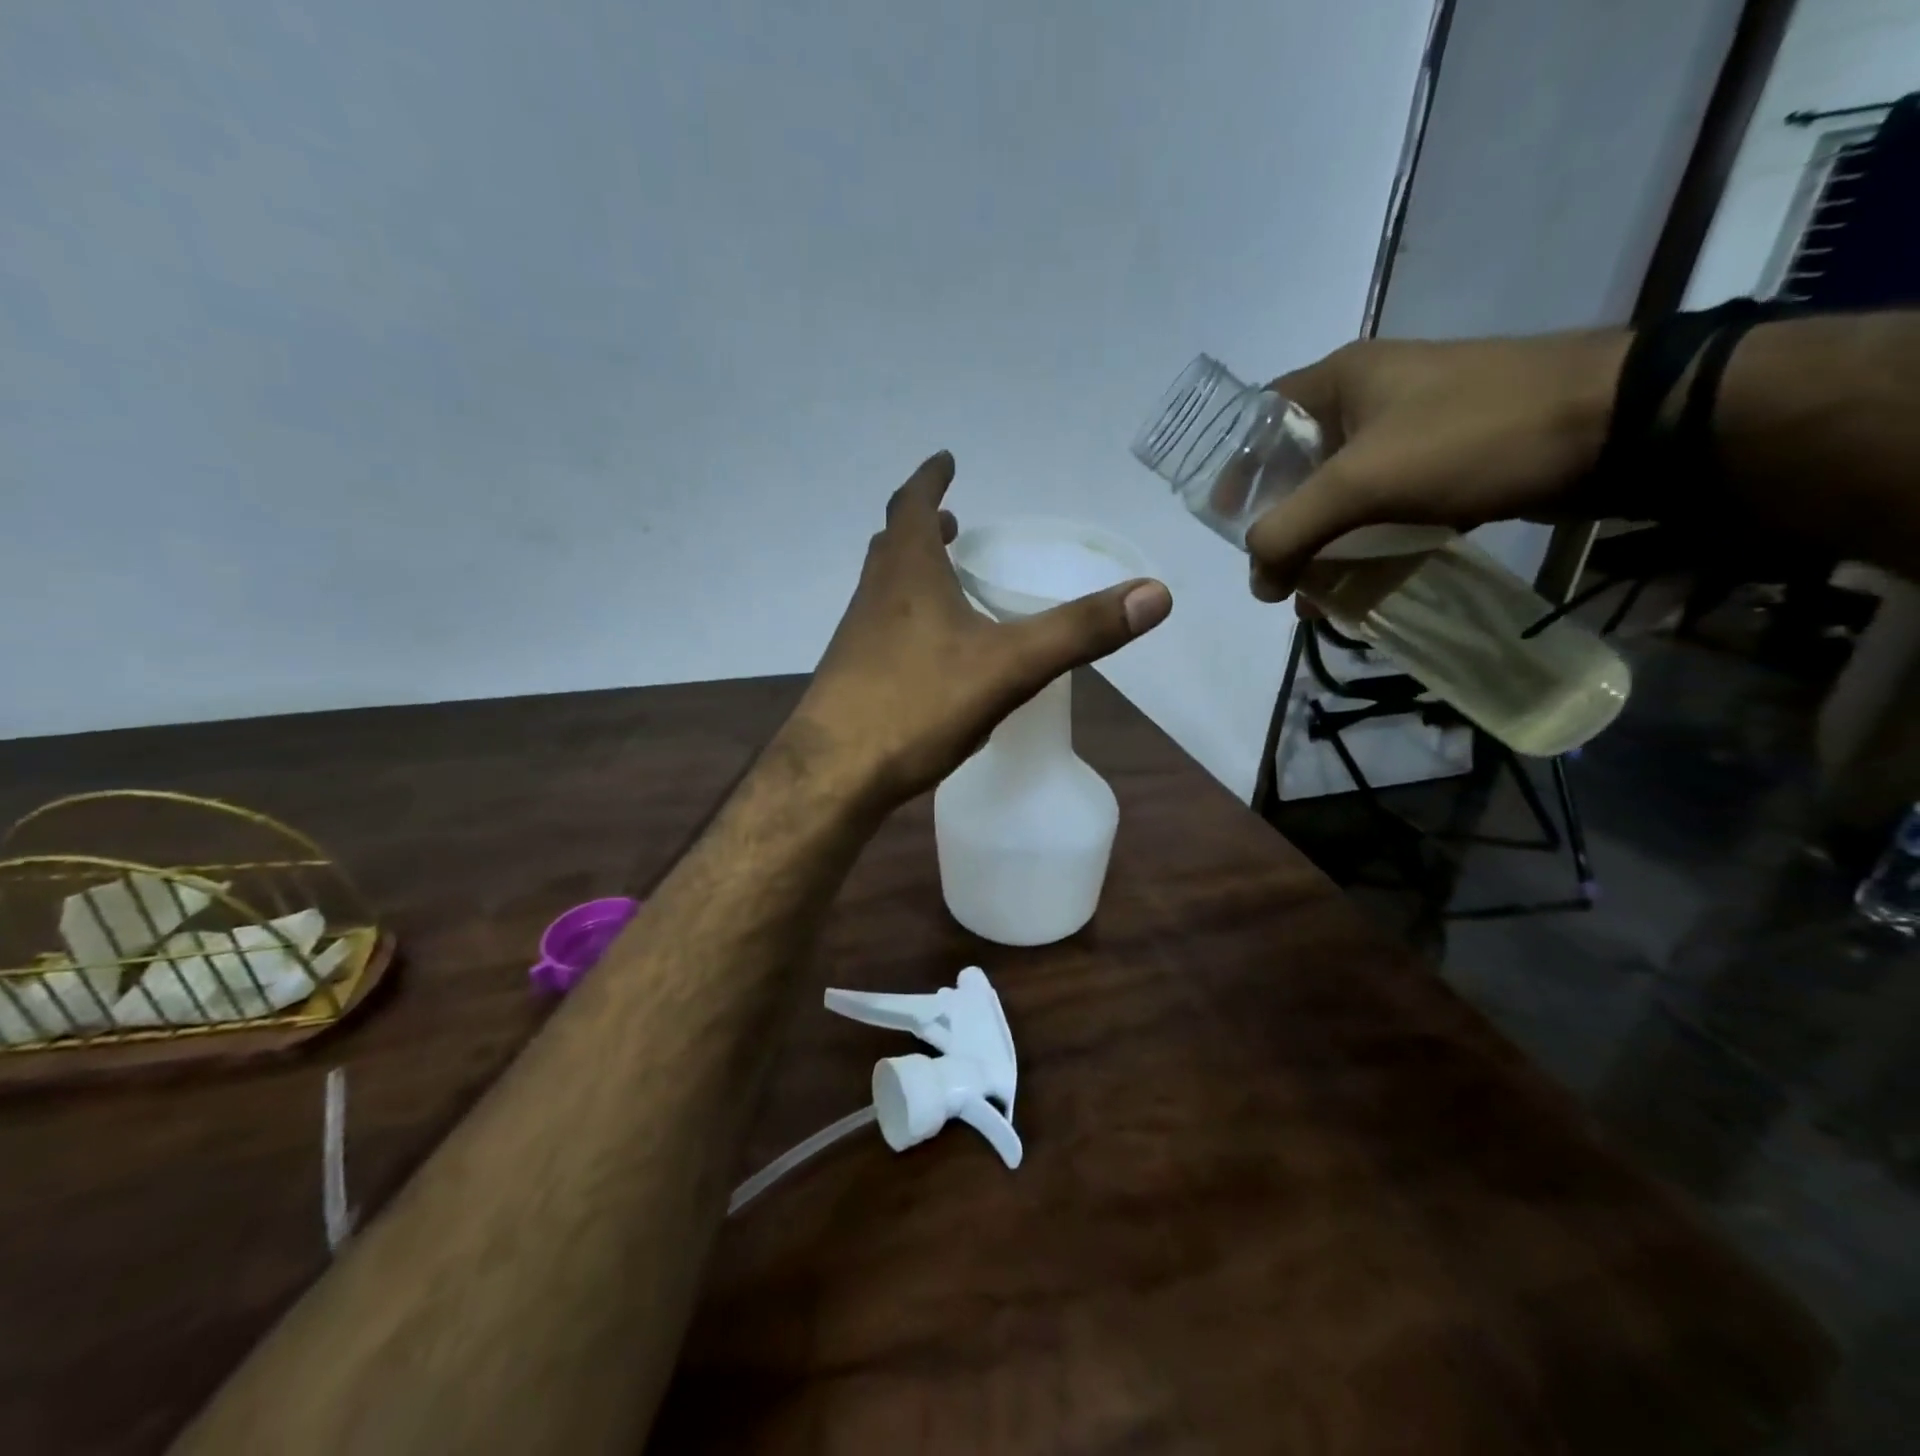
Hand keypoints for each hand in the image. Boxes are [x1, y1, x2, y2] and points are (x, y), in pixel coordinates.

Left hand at [785, 451, 1171, 808]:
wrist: (834, 775)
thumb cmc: (916, 706)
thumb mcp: (1009, 666)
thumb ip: (1079, 631)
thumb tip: (1156, 594)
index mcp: (907, 575)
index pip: (914, 506)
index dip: (931, 479)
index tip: (945, 460)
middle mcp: (874, 597)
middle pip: (892, 544)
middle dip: (922, 524)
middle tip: (951, 520)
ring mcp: (856, 639)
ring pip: (884, 588)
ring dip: (912, 571)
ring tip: (945, 578)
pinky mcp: (851, 679)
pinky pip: (881, 630)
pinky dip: (906, 619)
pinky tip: (929, 655)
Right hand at [1244, 330, 1628, 599]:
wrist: (1616, 426)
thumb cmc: (1471, 437)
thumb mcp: (1361, 483)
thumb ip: (1290, 532)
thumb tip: (1258, 583)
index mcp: (1340, 379)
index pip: (1258, 420)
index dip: (1232, 469)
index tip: (1223, 522)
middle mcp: (1370, 398)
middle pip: (1297, 466)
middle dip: (1281, 525)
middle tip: (1273, 572)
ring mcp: (1412, 429)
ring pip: (1342, 494)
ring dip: (1323, 546)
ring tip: (1316, 596)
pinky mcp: (1448, 462)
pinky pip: (1385, 509)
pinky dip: (1367, 546)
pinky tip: (1363, 584)